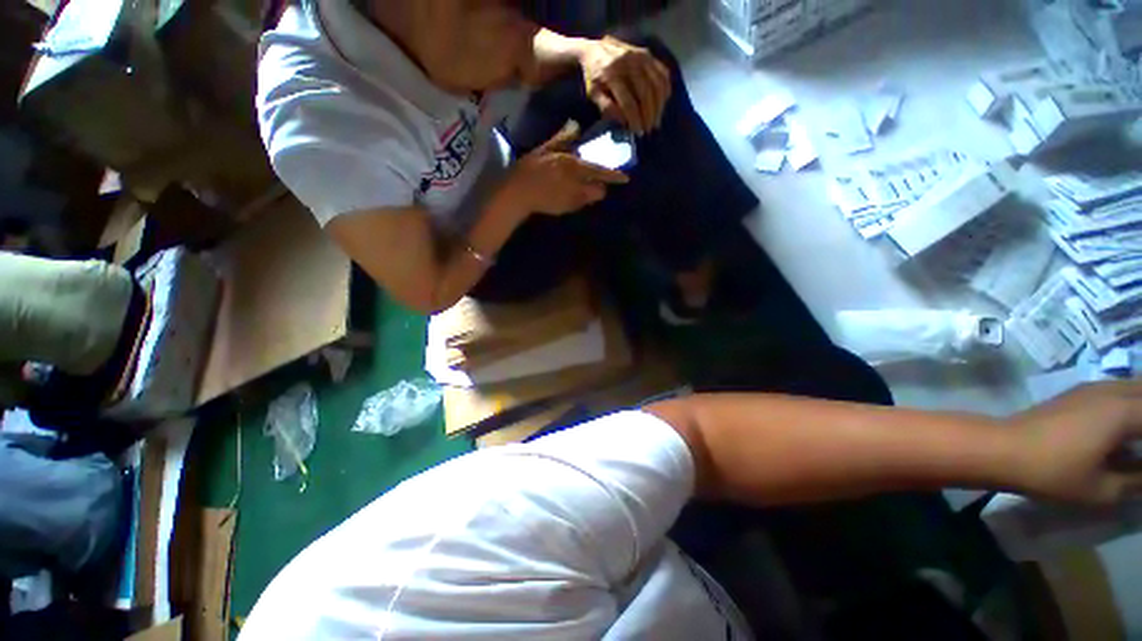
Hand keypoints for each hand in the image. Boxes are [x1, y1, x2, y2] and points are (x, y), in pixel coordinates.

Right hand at [501, 121, 628, 215]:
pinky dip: (579, 199)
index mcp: (573, 167)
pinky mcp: (567, 210)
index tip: (626, 178)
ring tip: (579, 185)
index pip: (599, 172)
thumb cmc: (530, 169)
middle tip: (593, 178)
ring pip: (591, 199)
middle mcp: (577, 186)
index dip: (614, 176)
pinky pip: (580, 204)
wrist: (518, 195)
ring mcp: (573, 201)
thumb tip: (576, 125)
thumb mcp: (545, 149)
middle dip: (601, 185)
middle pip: (600, 191)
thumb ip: (563, 139)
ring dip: (590, 192)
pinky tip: (566, 193)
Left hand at [580, 37, 671, 135]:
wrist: (594, 50)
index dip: (635, 119)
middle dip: (649, 115)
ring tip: (656, 120)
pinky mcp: (648, 55)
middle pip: (645, 94)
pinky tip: (662, 103)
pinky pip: (662, 74)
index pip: (628, 102)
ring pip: (657, 85)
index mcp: (612, 75)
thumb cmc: (594, 78)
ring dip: (659, 106)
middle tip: (649, 129)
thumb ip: (607, 108)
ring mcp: (640, 57)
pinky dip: (665, 91)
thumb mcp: (594, 95)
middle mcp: (628, 63)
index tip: (638, 131)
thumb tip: (625, 121)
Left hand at [1009, 382, 1141, 504]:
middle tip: (1141, 450)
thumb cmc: (1051, 471)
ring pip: (1135, 388)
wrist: (999, 449)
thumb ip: (1136, 482)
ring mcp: (1091, 389)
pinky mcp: (1076, 394)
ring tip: (1137, 441)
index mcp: (1124, 410)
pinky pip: (1117, 391)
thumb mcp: (1101, 489)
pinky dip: (1132, 404)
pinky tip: (1129, 429)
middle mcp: (1111, 391)